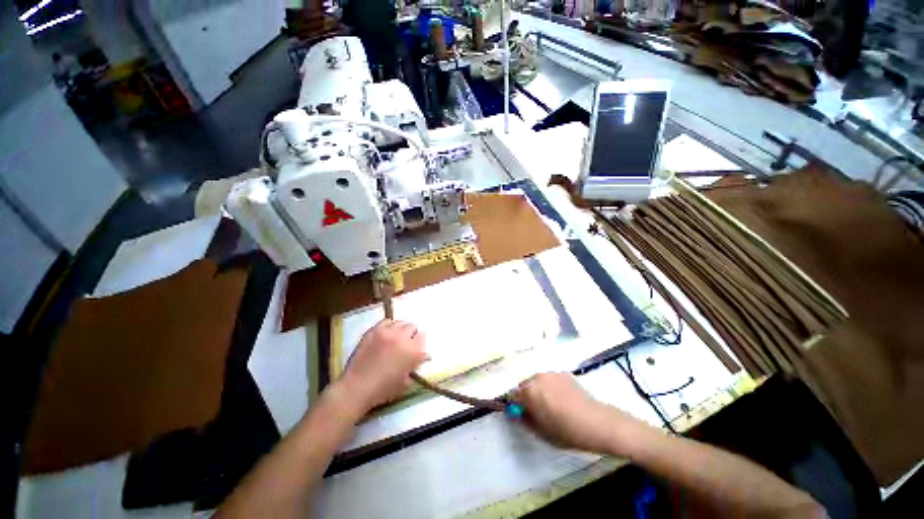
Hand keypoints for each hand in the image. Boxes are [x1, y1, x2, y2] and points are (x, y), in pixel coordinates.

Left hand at [338, 319, 427, 413]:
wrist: (357, 387)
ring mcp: (387, 332)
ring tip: (395, 337)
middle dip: (411, 334)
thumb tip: (425, 356)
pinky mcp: (374, 330)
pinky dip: (389, 326)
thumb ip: (416, 365)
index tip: (416, 346)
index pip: (422, 336)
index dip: (419, 341)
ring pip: (400, 322)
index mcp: (413, 351)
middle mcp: (402, 337)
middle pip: (412, 326)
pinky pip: (386, 321)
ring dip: (400, 329)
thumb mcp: (406, 381)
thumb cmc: (383, 389)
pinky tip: (385, 334)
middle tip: (406, 342)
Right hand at [512, 373, 647, 455]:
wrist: (597, 422)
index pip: (511, 395)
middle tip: (535, 410)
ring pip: (536, 381)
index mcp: (529, 391)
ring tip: (550, 404)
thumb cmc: (567, 431)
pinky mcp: (562, 373)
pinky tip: (561, 398)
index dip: (512, 404)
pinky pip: (549, 379)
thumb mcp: (541, 431)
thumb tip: (516, 412)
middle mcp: (536, 377)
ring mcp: (550, 373)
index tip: (516, 412)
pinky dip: (549, 386)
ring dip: (537, 390)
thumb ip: (524, 419)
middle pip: (524, 385)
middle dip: (525, 396)